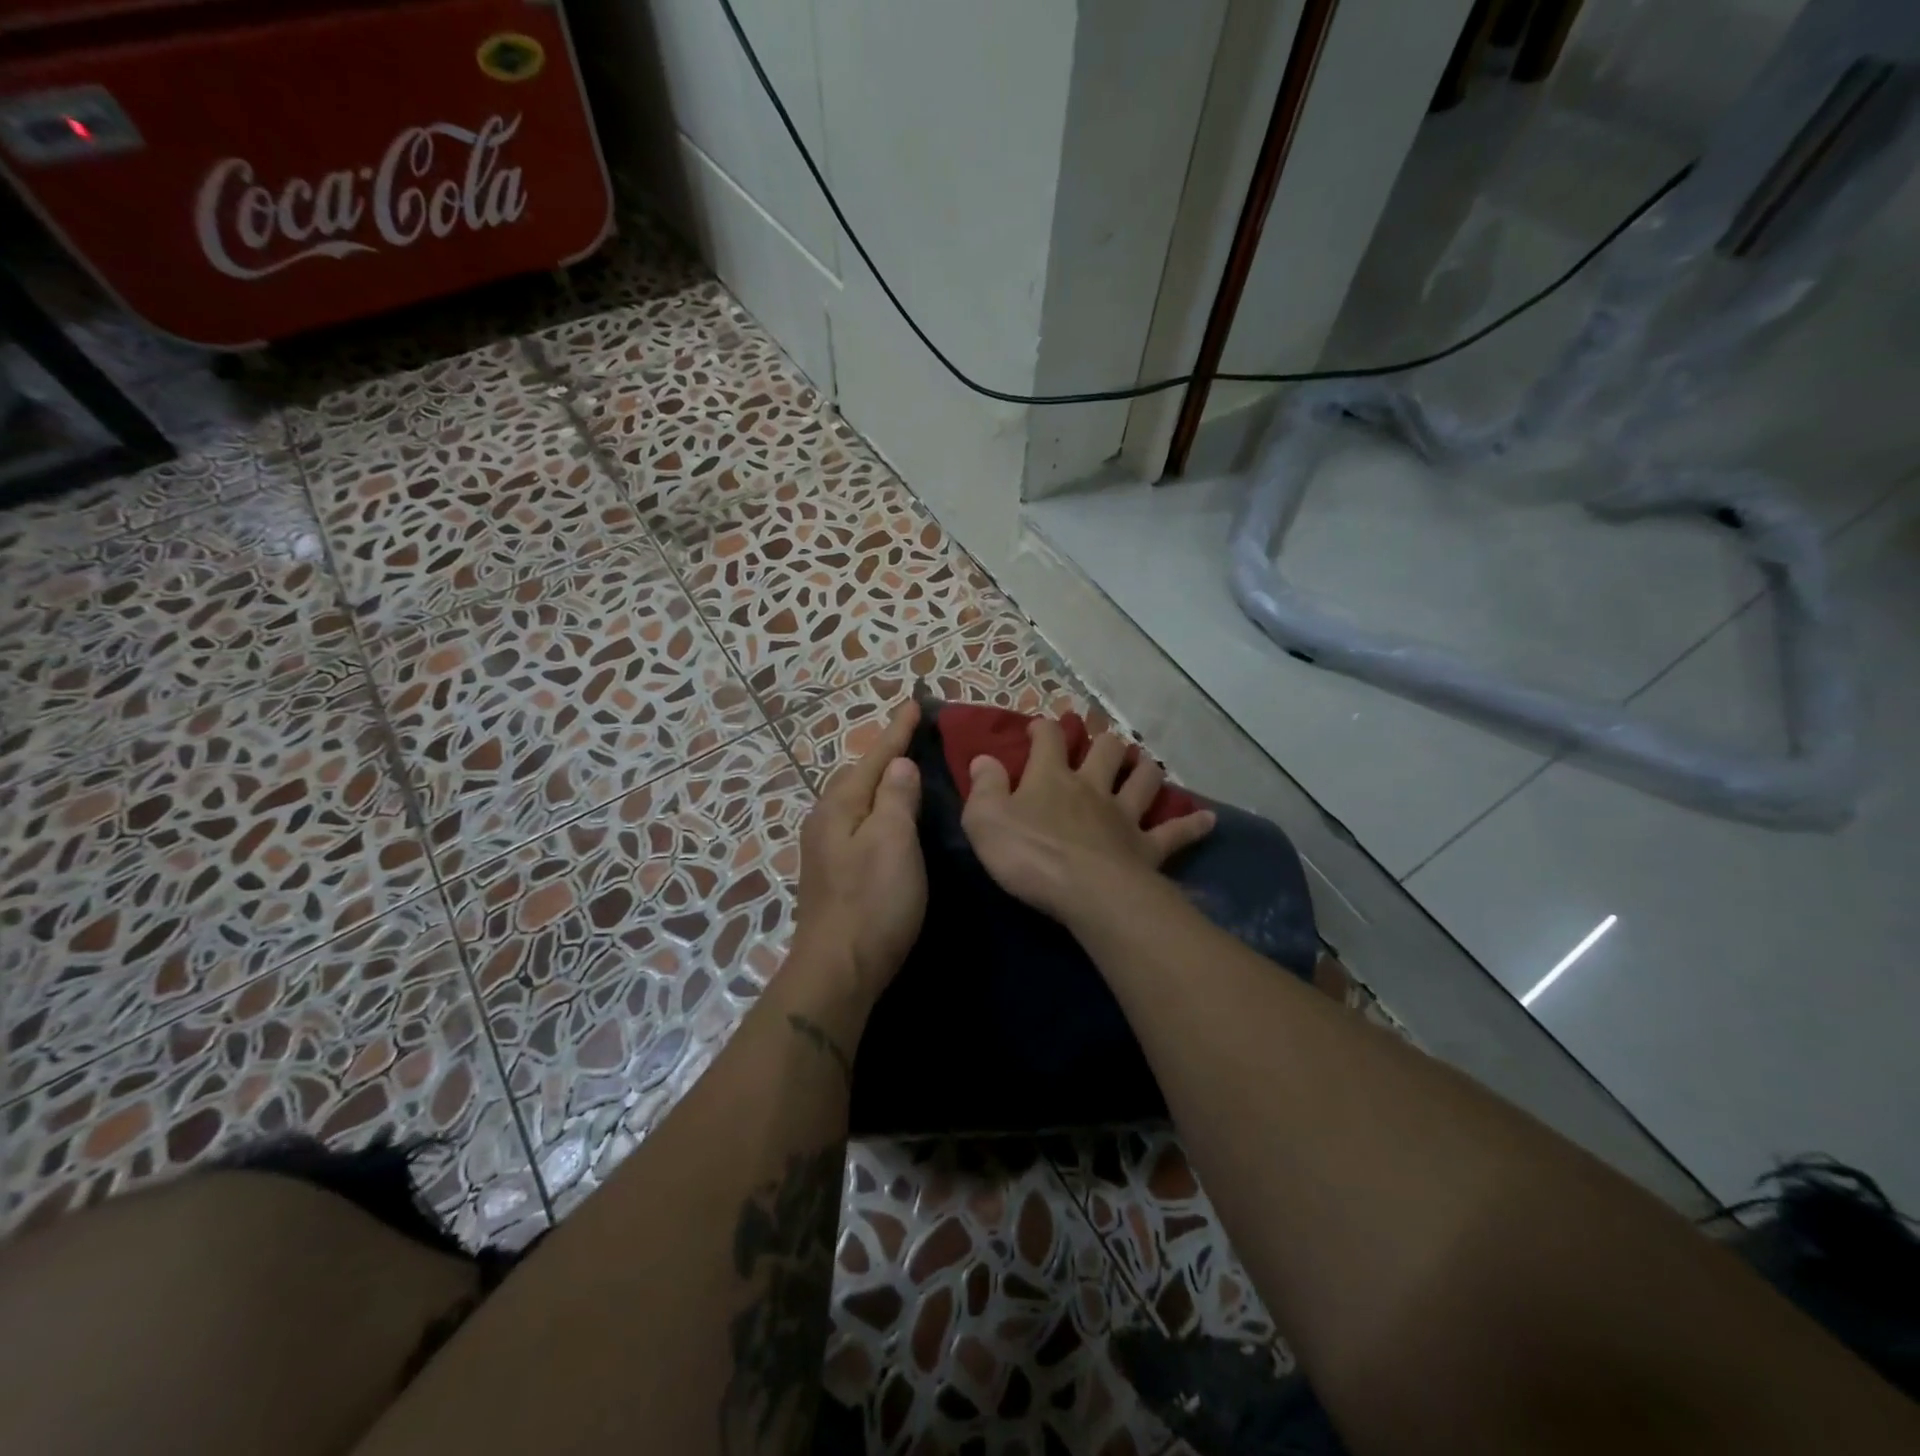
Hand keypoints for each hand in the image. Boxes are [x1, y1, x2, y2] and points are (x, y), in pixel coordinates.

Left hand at [791, 700, 927, 1006]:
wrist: (839, 969)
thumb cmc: (873, 902)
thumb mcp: (893, 843)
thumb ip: (895, 799)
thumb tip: (899, 765)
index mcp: (839, 806)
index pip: (875, 758)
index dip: (897, 732)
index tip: (914, 703)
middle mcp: (826, 820)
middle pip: (860, 776)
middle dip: (886, 754)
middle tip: (914, 735)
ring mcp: (826, 848)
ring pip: (859, 801)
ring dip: (882, 782)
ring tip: (906, 769)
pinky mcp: (834, 872)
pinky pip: (860, 823)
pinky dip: (879, 809)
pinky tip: (890, 816)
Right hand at [960, 720, 1215, 928]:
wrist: (1086, 891)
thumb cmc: (1029, 854)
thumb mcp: (985, 820)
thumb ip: (984, 787)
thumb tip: (983, 759)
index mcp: (1051, 778)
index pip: (1049, 741)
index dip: (1045, 728)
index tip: (1041, 725)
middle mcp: (1092, 787)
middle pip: (1105, 750)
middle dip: (1103, 740)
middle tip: (1103, 740)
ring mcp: (1124, 815)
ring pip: (1142, 780)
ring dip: (1145, 768)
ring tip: (1145, 763)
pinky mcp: (1148, 846)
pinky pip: (1176, 832)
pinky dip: (1193, 824)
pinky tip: (1209, 819)